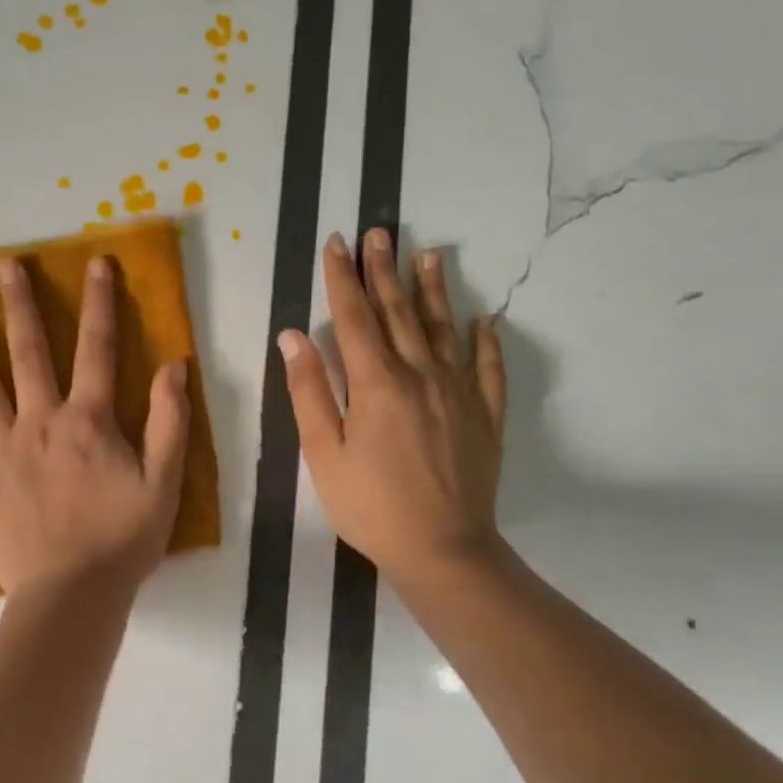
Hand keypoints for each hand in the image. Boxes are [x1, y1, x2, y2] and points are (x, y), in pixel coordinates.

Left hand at [0, 255, 190, 595]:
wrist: (73, 596)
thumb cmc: (122, 540)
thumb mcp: (163, 482)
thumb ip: (169, 422)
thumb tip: (173, 365)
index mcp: (86, 421)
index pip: (96, 349)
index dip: (100, 303)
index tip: (96, 263)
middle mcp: (38, 422)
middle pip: (28, 353)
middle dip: (20, 305)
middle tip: (5, 265)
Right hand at [278, 229, 506, 594]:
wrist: (443, 550)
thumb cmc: (371, 506)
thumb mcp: (324, 453)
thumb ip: (309, 391)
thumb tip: (293, 336)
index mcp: (376, 384)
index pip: (354, 317)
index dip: (343, 278)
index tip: (338, 243)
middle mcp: (420, 375)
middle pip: (399, 312)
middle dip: (385, 270)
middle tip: (381, 232)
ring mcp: (459, 392)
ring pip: (444, 329)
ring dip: (434, 290)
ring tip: (430, 254)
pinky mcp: (486, 415)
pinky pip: (489, 368)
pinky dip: (487, 341)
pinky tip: (485, 320)